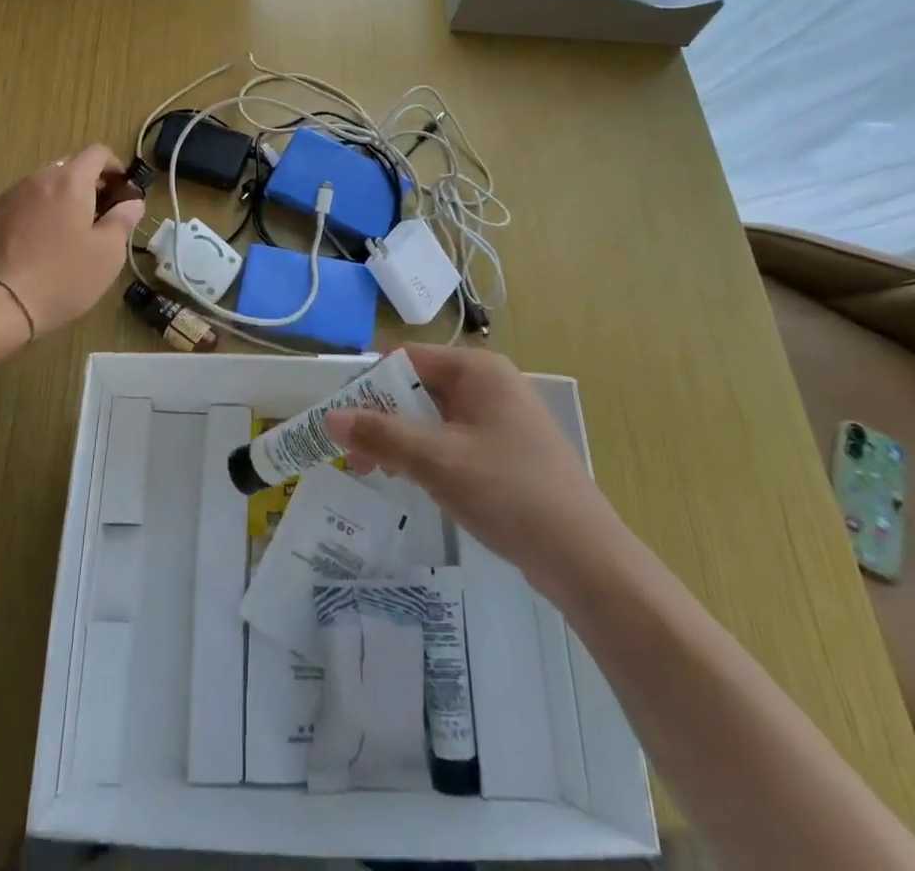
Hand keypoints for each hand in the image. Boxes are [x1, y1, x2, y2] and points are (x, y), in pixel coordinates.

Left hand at [0, 144, 143, 337]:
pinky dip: (37, 215)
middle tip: (100, 219)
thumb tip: (132, 203)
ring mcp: (9, 196)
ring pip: (44, 187)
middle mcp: (37, 179)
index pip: (97, 153)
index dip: (115, 167)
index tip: (123, 192)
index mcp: (70, 181)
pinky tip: (38, 247)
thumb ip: (124, 220)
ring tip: (67, 236)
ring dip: (61, 201)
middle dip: (89, 186)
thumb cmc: (62, 277)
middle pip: (69, 168)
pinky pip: (22, 204)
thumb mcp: (108, 253)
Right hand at [327, 343, 599, 570]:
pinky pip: (452, 438)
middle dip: (381, 416)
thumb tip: (329, 418)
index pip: (405, 358)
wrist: (585, 558)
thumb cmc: (509, 493)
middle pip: (418, 385)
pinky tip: (412, 481)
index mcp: (477, 369)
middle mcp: (489, 383)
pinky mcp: (506, 449)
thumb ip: (380, 435)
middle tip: (351, 454)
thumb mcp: (436, 461)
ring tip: (374, 473)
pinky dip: (426, 453)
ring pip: (433, 415)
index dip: (367, 383)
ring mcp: (500, 417)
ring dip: (400, 438)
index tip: (338, 417)